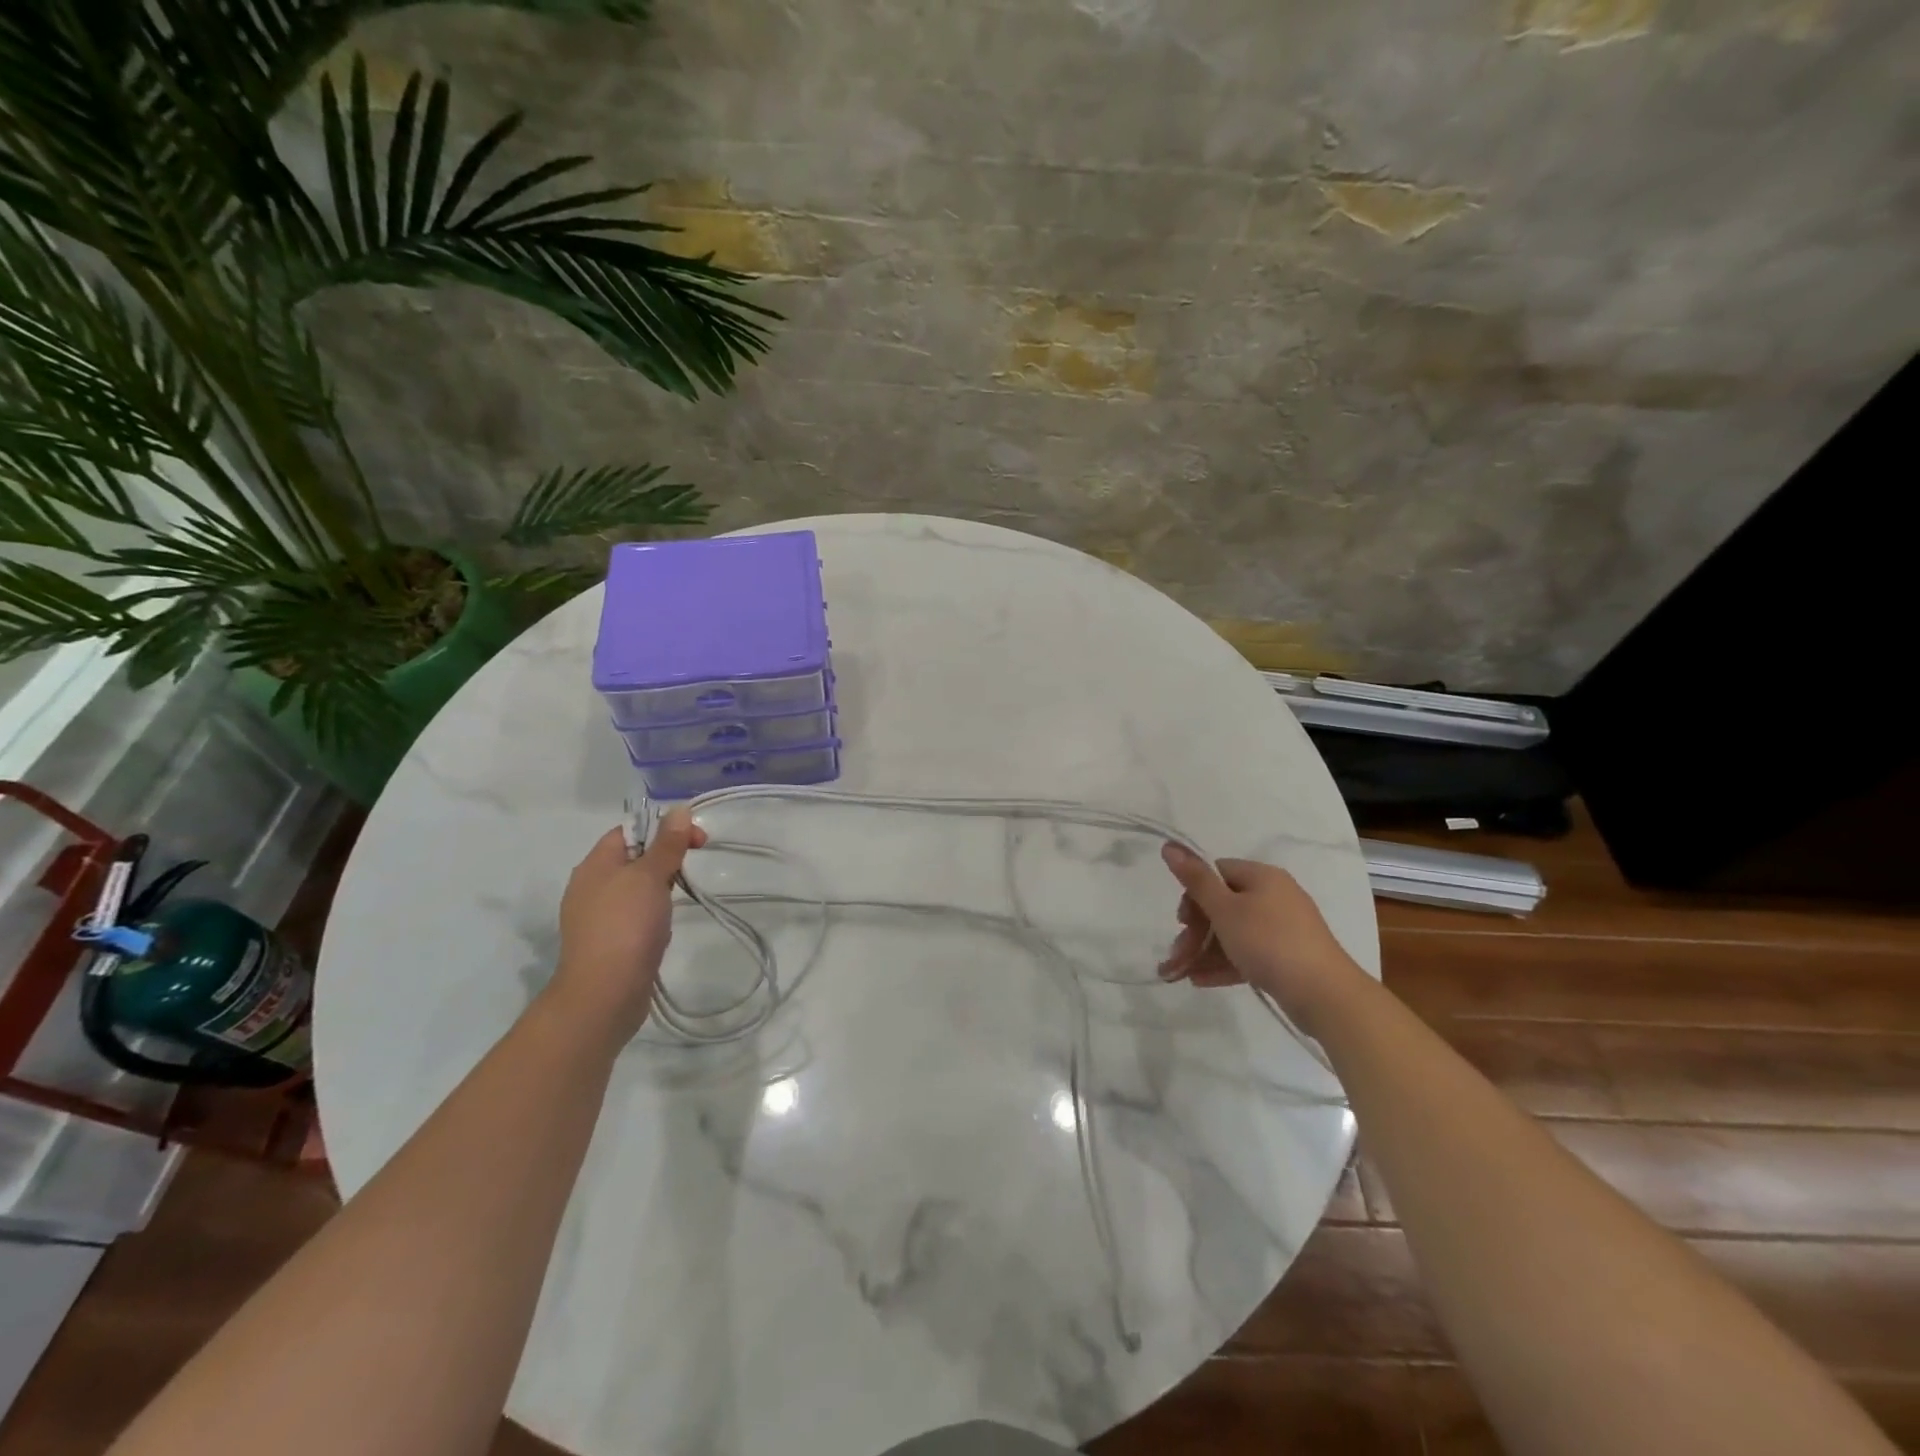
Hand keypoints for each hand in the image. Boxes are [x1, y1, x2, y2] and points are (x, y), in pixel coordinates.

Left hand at [549, 808, 705, 1043]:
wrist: (604, 995)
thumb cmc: (626, 926)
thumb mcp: (650, 876)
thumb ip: (666, 843)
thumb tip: (679, 809)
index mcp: (595, 865)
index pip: (629, 831)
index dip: (663, 829)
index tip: (696, 841)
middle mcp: (590, 887)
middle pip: (633, 859)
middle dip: (665, 860)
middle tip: (691, 870)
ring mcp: (597, 917)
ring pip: (636, 889)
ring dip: (660, 890)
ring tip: (678, 901)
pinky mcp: (607, 943)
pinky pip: (634, 916)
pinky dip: (652, 916)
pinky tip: (663, 928)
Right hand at [1157, 845, 1363, 1035]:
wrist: (1324, 994)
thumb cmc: (1269, 942)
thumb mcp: (1225, 909)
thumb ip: (1195, 879)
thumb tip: (1169, 845)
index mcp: (1262, 877)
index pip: (1217, 872)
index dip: (1194, 894)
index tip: (1182, 921)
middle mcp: (1275, 896)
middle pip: (1223, 905)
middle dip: (1195, 931)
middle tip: (1178, 953)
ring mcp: (1284, 928)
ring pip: (1233, 933)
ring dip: (1204, 951)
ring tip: (1181, 974)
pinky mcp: (1288, 957)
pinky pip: (1248, 953)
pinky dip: (1224, 963)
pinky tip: (1201, 981)